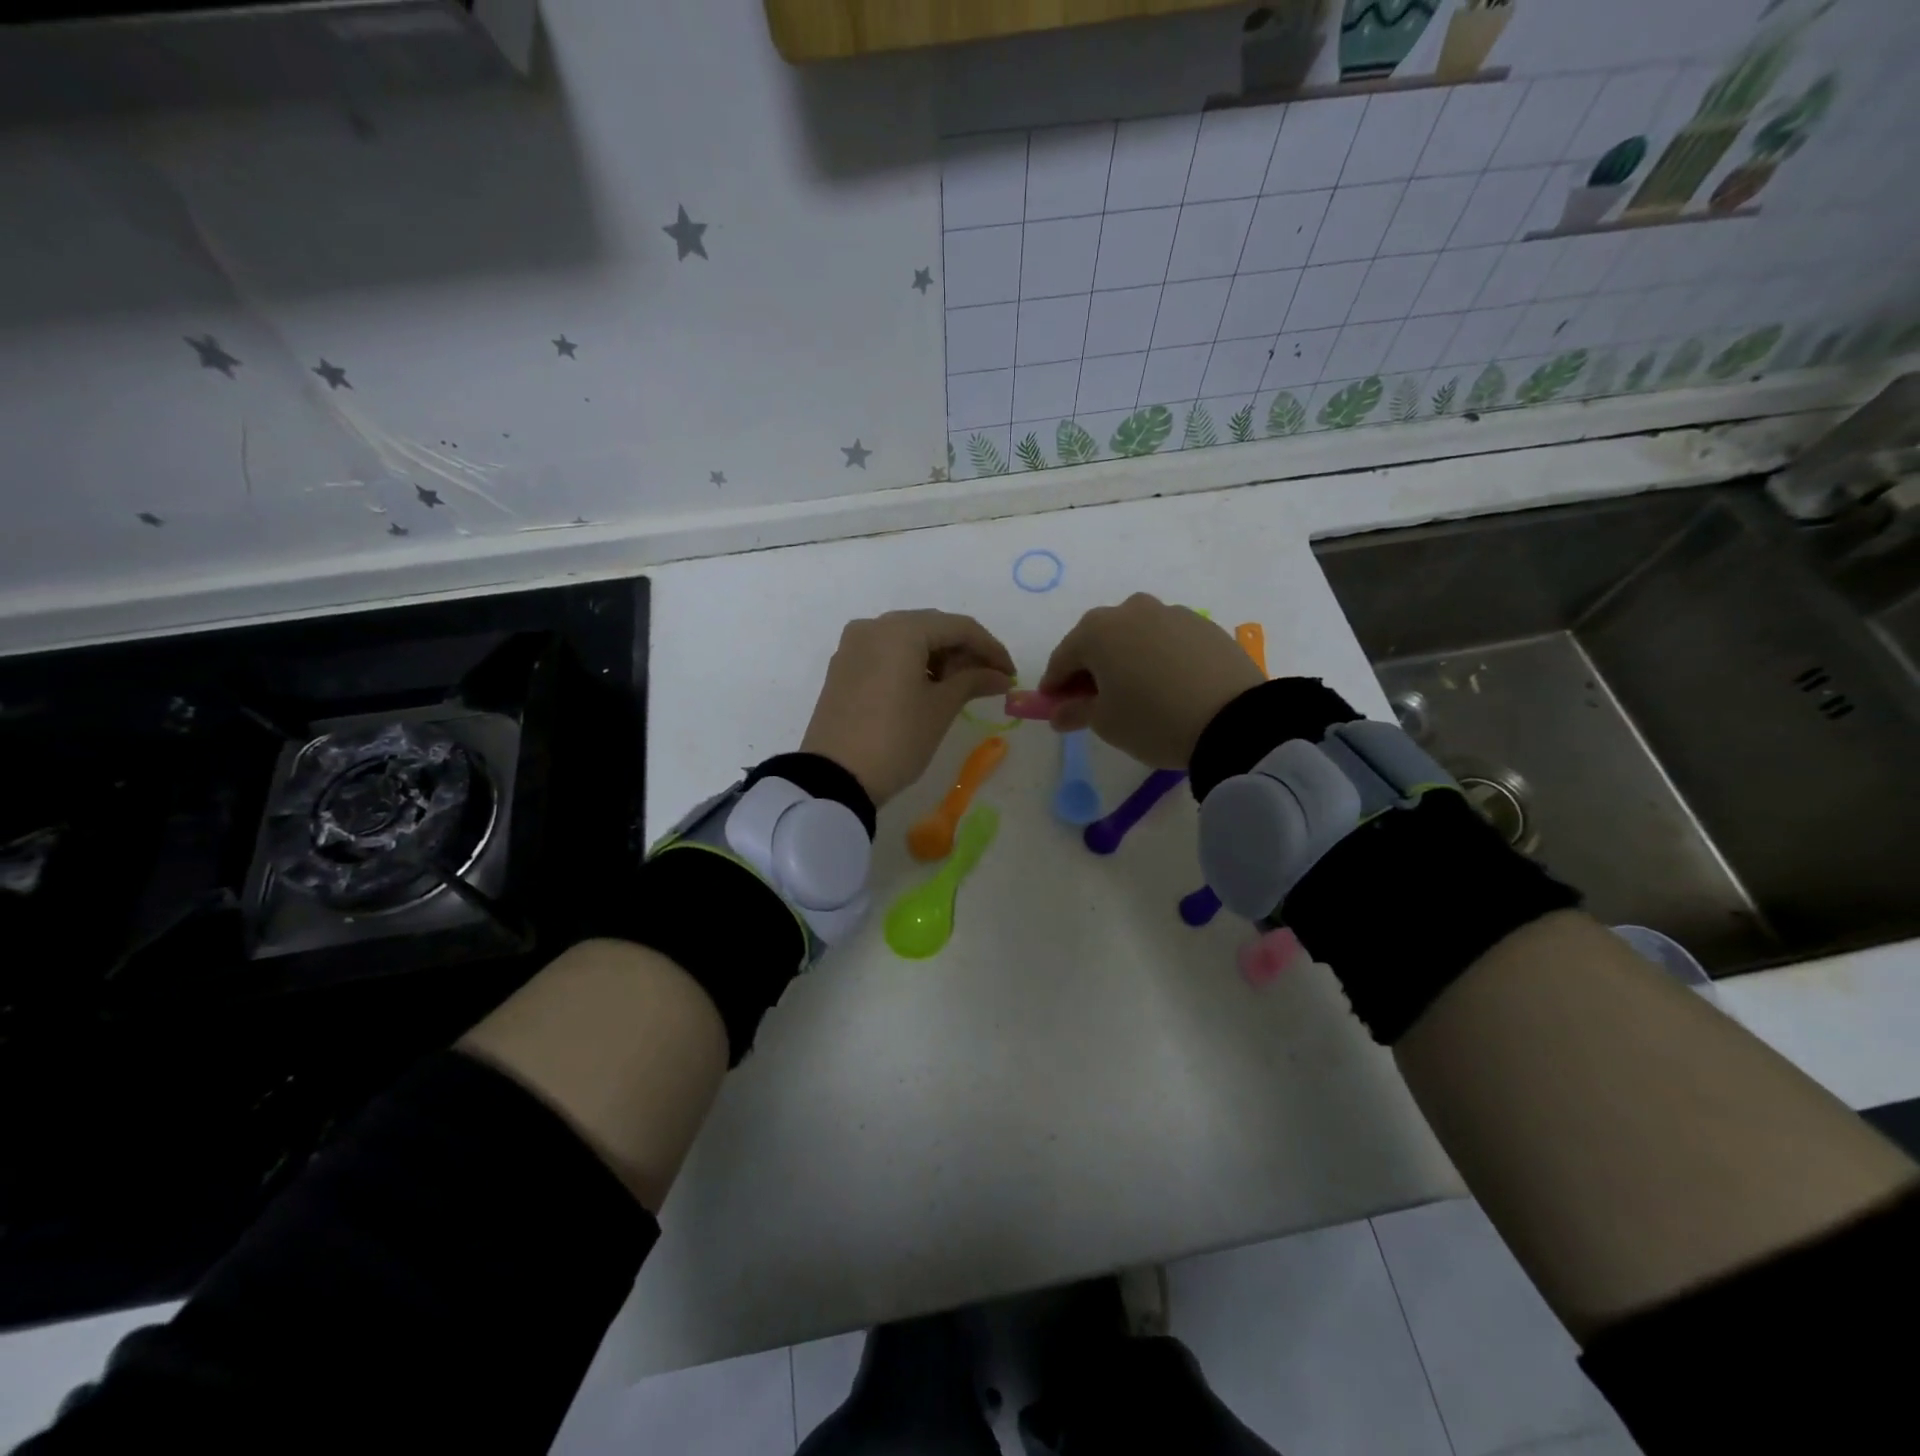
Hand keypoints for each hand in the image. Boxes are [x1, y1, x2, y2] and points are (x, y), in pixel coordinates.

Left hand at [801, 610, 1014, 805]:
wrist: (835, 778)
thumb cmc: (896, 739)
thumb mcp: (940, 709)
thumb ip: (973, 681)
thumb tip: (1000, 676)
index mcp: (901, 630)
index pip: (959, 627)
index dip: (990, 648)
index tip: (1010, 674)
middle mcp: (874, 626)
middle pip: (932, 628)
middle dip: (964, 651)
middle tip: (989, 681)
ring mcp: (853, 646)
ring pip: (908, 639)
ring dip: (939, 657)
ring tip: (960, 688)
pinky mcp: (843, 667)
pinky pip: (887, 653)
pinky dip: (912, 664)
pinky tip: (929, 688)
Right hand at [1038, 593, 1262, 768]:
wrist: (1235, 720)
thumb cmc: (1152, 720)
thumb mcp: (1106, 723)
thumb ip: (1075, 712)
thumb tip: (1058, 712)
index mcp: (1097, 631)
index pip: (1063, 658)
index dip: (1054, 685)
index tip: (1053, 708)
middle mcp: (1131, 610)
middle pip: (1098, 640)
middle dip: (1089, 668)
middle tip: (1092, 701)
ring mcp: (1171, 613)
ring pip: (1134, 636)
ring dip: (1125, 659)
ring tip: (1135, 692)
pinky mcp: (1204, 625)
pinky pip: (1166, 640)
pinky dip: (1157, 657)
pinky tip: (1166, 685)